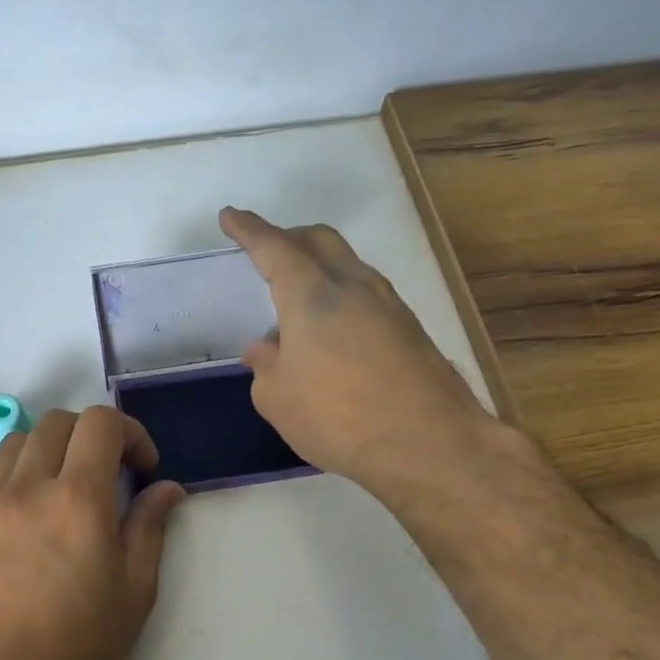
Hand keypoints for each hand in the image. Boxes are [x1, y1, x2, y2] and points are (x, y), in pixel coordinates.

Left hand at [0, 406, 184, 659]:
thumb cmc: (78, 653)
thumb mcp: (134, 594)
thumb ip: (150, 528)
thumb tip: (167, 489)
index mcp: (77, 500)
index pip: (100, 424)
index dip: (131, 433)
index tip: (144, 469)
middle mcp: (28, 489)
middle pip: (58, 422)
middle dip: (92, 435)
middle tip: (111, 474)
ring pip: (19, 441)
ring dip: (52, 447)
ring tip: (68, 487)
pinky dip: (22, 473)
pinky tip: (35, 516)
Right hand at [219, 207, 491, 495]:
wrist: (429, 442)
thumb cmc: (338, 417)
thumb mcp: (278, 399)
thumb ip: (265, 367)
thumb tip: (266, 350)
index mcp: (311, 293)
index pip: (273, 246)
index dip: (248, 230)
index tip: (231, 216)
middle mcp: (352, 284)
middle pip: (318, 240)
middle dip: (288, 238)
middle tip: (266, 251)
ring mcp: (388, 303)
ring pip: (347, 264)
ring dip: (318, 268)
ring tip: (297, 301)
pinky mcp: (409, 328)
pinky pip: (366, 294)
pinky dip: (341, 296)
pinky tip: (332, 332)